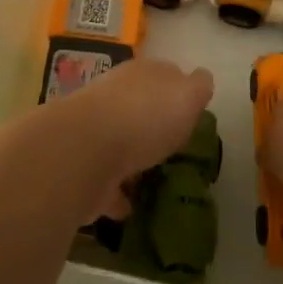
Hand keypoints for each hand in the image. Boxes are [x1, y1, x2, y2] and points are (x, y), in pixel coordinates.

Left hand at [44, 59, 213, 219]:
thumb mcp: (186, 95)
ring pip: (117, 143)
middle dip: (151, 123)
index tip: (190, 113)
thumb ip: (196, 88)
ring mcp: (93, 134)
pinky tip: (130, 208)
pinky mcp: (81, 170)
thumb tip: (200, 79)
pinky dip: (116, 194)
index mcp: (140, 76)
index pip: (163, 75)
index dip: (177, 91)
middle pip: (137, 108)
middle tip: (171, 146)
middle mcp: (113, 99)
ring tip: (152, 178)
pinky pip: (104, 182)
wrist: (82, 151)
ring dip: (132, 159)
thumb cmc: (143, 117)